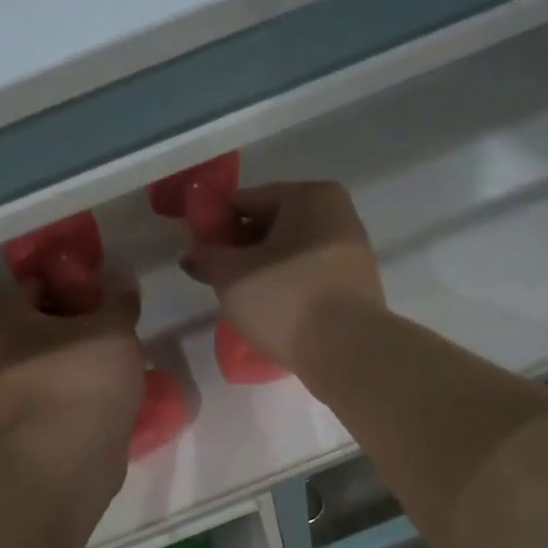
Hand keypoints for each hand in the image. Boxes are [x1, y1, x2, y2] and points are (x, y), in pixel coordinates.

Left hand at [0, 279, 145, 489]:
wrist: (68, 458)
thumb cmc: (84, 377)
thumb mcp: (114, 328)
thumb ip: (119, 303)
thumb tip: (122, 292)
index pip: (37, 285)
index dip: (74, 286)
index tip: (105, 298)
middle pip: (39, 324)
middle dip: (75, 325)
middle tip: (113, 331)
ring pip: (44, 361)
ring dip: (74, 359)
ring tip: (113, 364)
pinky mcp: (16, 425)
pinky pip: (48, 392)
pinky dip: (70, 389)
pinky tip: (101, 393)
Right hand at [179, 181, 383, 371]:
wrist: (347, 351)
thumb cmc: (286, 298)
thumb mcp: (232, 276)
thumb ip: (206, 258)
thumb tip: (191, 255)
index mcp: (310, 196)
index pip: (247, 200)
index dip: (216, 223)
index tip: (198, 249)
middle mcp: (337, 214)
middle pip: (272, 225)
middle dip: (241, 248)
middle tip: (217, 276)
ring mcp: (352, 251)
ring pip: (290, 253)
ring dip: (263, 269)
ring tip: (240, 297)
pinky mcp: (356, 285)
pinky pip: (308, 276)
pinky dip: (286, 286)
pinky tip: (269, 309)